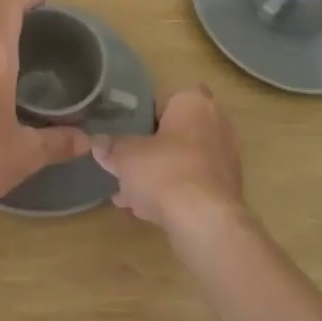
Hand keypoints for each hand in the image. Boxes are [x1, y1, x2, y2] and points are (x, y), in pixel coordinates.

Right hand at [94, 86, 248, 241]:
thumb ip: (110, 147)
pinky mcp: (226, 190)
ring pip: (183, 161)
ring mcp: (225, 159)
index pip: (168, 97)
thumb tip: (95, 143)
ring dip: (159, 174)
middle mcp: (216, 124)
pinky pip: (192, 184)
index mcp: (194, 103)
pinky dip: (172, 193)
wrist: (205, 223)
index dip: (146, 112)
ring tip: (128, 193)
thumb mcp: (125, 156)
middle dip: (152, 148)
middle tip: (126, 162)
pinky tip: (146, 211)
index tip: (128, 129)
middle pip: (176, 131)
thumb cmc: (165, 172)